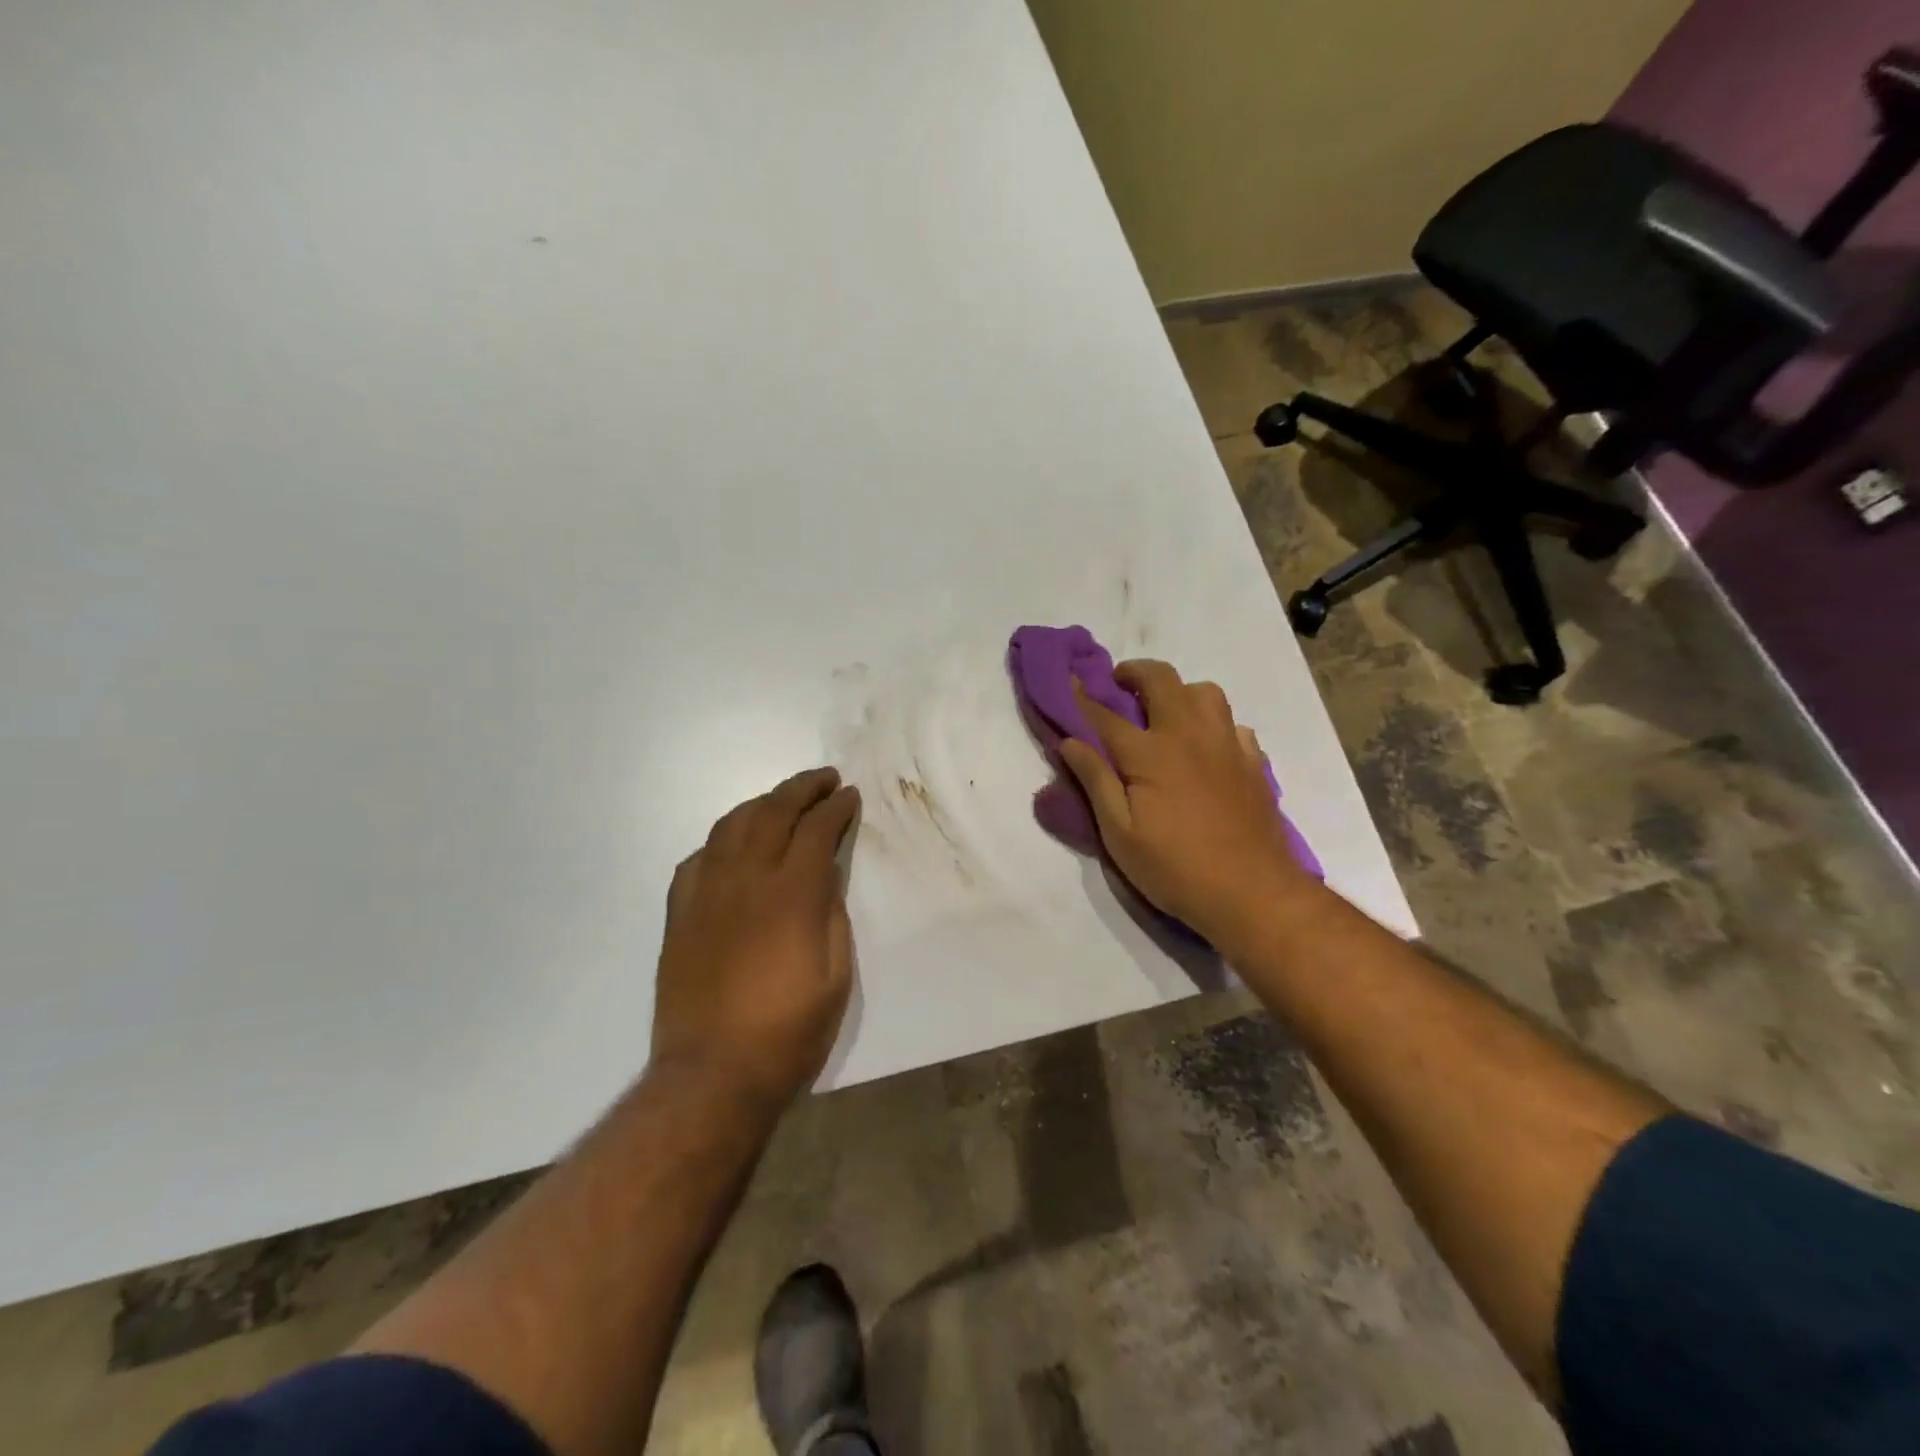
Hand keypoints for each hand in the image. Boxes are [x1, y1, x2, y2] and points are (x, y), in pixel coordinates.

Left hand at [651, 767, 861, 1108]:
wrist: (713, 1074)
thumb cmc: (789, 1031)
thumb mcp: (836, 975)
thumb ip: (832, 915)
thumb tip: (826, 875)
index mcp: (792, 895)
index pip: (816, 830)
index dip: (836, 808)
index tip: (850, 796)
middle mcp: (746, 879)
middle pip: (773, 812)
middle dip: (803, 788)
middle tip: (825, 779)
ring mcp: (706, 893)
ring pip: (732, 824)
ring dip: (762, 803)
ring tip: (782, 799)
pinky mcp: (680, 913)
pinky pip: (699, 857)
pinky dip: (722, 838)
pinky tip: (734, 844)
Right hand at [1058, 660, 1312, 950]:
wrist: (1253, 893)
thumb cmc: (1175, 868)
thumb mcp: (1119, 834)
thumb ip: (1095, 781)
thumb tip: (1070, 741)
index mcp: (1150, 753)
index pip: (1106, 714)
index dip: (1083, 697)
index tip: (1068, 680)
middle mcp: (1189, 735)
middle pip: (1161, 680)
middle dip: (1134, 672)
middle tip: (1119, 685)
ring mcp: (1226, 745)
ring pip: (1205, 692)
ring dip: (1180, 692)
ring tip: (1166, 713)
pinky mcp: (1253, 763)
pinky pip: (1233, 724)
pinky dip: (1214, 724)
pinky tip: (1207, 747)